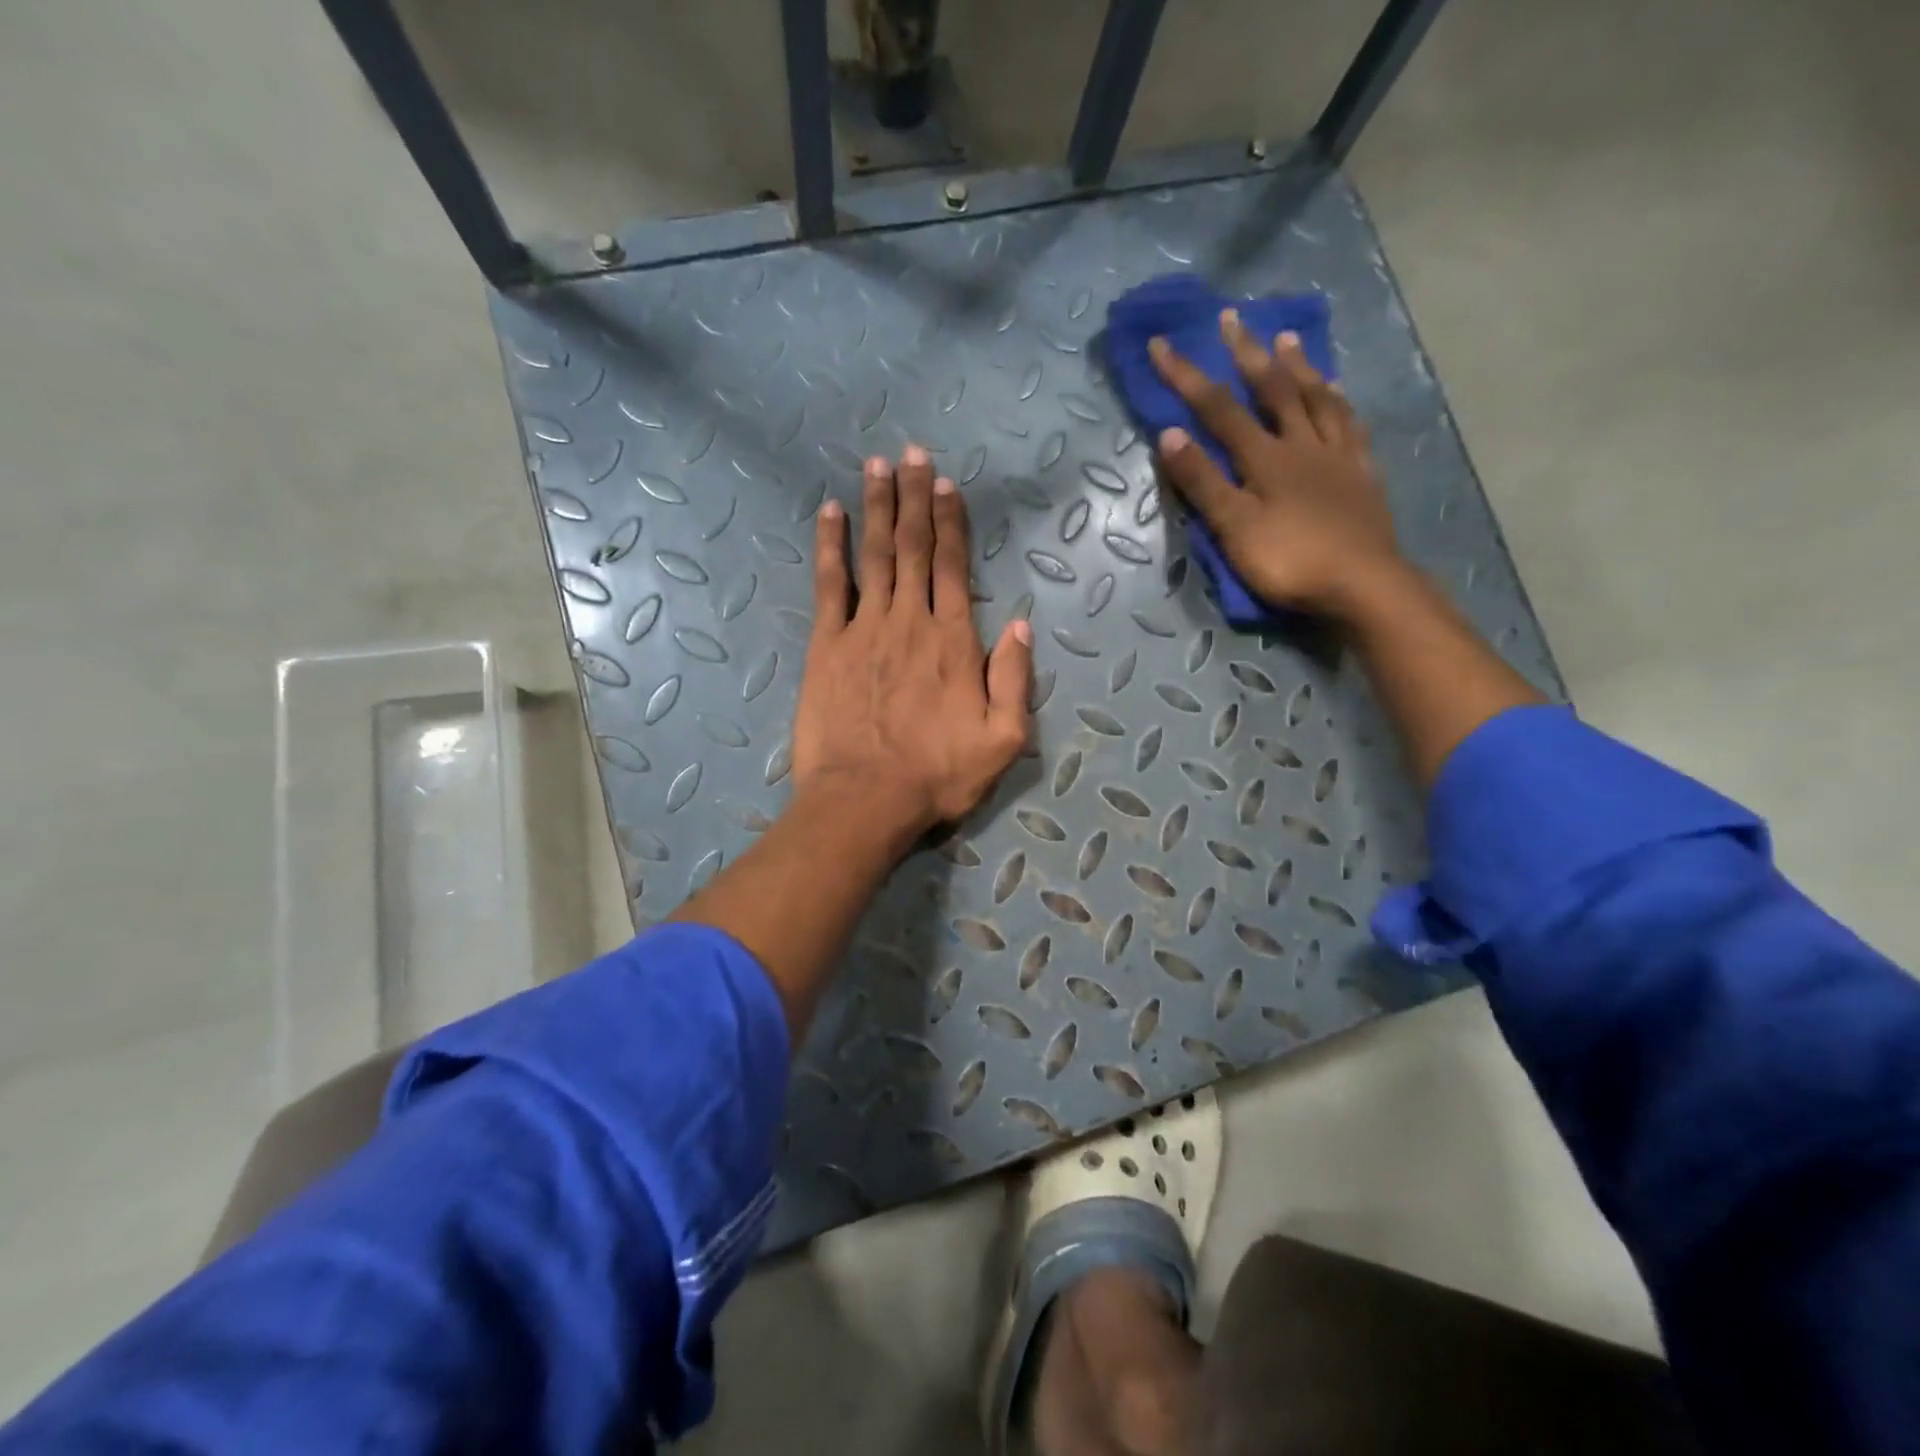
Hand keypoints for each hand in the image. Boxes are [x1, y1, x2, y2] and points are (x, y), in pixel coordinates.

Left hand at [793, 446, 1032, 846]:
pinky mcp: (826, 646)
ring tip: (878, 466)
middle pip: (913, 547)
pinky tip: (830, 513)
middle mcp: (909, 621)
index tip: (947, 484)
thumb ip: (1013, 678)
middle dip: (914, 497)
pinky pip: (829, 585)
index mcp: (953, 640)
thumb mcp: (1002, 740)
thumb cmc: (937, 775)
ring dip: (877, 507)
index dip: (950, 521)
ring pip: (874, 555)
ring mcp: (863, 629)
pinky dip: (830, 546)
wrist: (864, 800)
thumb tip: (1019, 624)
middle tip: (913, 454)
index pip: (953, 566)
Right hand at [1149, 310, 1404, 620]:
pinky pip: (1350, 426)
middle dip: (1248, 353)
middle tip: (1234, 319)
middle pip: (1273, 390)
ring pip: (1317, 399)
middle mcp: (1302, 444)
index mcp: (1266, 458)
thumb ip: (1203, 482)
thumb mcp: (1234, 528)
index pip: (1218, 409)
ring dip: (1299, 367)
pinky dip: (1339, 402)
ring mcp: (1338, 456)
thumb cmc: (1290, 561)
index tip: (1161, 344)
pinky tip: (1337, 392)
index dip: (1187, 376)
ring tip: (1287, 339)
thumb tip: (1169, 434)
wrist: (1363, 584)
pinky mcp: (1362, 474)